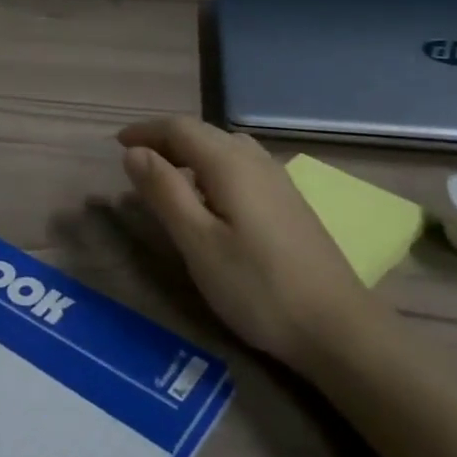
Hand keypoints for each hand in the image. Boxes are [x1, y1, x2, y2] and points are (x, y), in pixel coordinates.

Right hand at [118, 116, 384, 366]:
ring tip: (167, 175)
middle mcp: (255, 159)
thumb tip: (133, 152)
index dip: (145, 131)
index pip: (179, 128)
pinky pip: (241, 164)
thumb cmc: (258, 287)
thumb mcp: (198, 243)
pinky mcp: (290, 200)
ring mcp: (277, 178)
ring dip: (190, 151)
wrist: (339, 328)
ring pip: (224, 146)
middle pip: (203, 132)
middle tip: (135, 160)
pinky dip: (212, 166)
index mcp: (229, 163)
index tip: (118, 144)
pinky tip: (211, 196)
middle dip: (165, 139)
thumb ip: (164, 192)